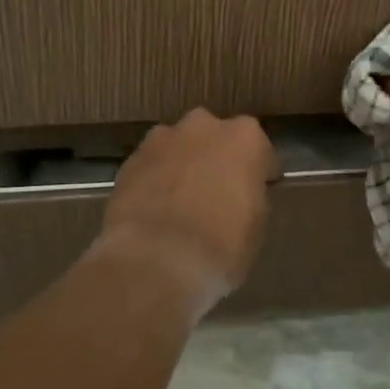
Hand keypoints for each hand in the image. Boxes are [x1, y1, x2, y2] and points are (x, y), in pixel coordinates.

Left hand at [97, 109, 273, 317]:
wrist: (155, 261)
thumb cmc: (221, 245)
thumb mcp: (255, 226)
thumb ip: (250, 197)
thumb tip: (239, 195)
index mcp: (244, 138)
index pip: (259, 150)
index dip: (259, 171)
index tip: (258, 190)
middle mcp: (203, 127)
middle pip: (215, 137)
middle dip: (216, 158)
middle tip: (216, 192)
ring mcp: (162, 139)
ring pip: (179, 146)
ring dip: (182, 165)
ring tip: (180, 201)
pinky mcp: (130, 160)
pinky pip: (151, 166)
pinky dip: (155, 180)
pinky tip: (154, 210)